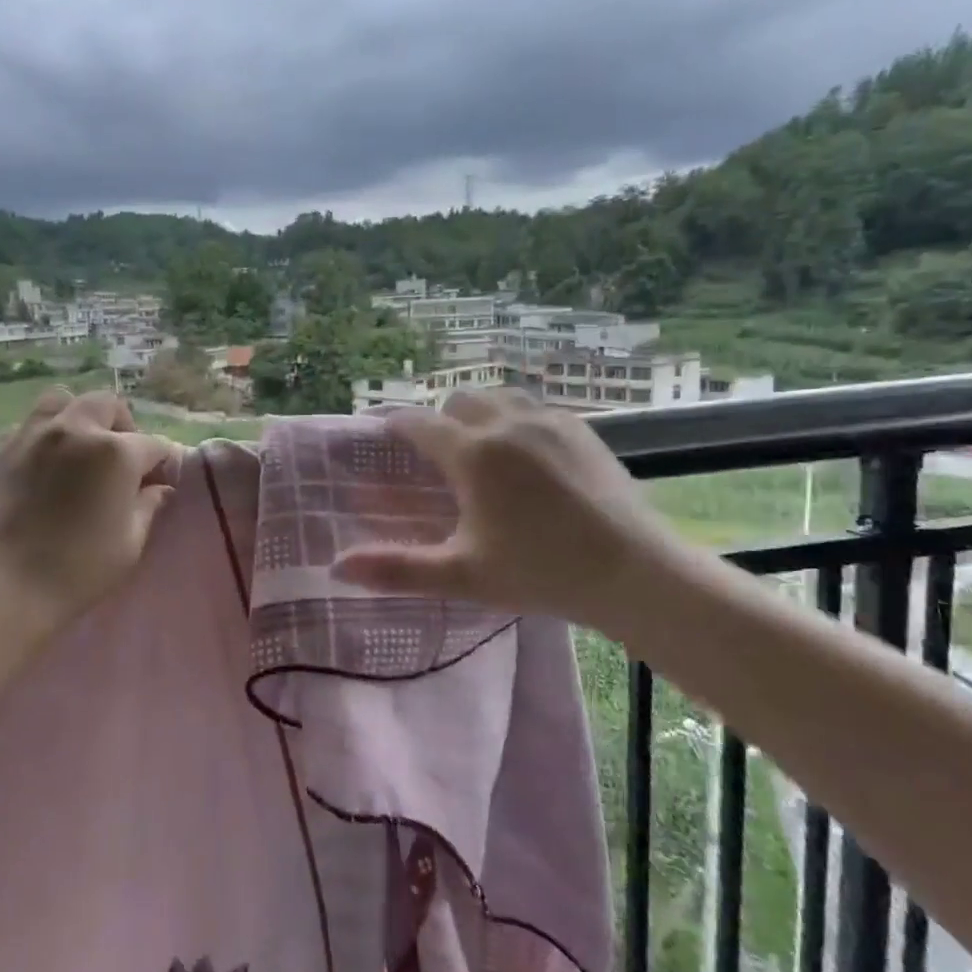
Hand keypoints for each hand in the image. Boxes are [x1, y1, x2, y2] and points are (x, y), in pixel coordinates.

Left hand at [0, 387, 182, 635]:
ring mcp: (32, 435)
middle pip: (107, 405)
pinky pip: (27, 427)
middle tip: (120, 459)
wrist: (4, 586)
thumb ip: (148, 507)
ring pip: (61, 401)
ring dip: (78, 418)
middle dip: (122, 426)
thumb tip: (158, 489)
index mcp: (115, 453)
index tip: (159, 482)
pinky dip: (43, 437)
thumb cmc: (78, 570)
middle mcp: (75, 431)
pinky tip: (42, 467)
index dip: (161, 463)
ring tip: (77, 449)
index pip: (152, 445)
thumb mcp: (130, 544)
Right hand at [330, 389, 688, 633]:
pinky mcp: (582, 429)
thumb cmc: (541, 573)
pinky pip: (536, 407)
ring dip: (481, 412)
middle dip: (442, 418)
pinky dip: (517, 419)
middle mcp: (506, 424)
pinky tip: (527, 454)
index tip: (385, 433)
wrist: (634, 572)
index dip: (397, 426)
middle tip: (440, 454)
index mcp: (473, 455)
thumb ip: (397, 568)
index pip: (419, 424)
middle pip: (460, 399)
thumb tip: (337, 568)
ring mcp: (549, 421)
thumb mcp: (462, 575)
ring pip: (500, 396)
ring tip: (483, 447)